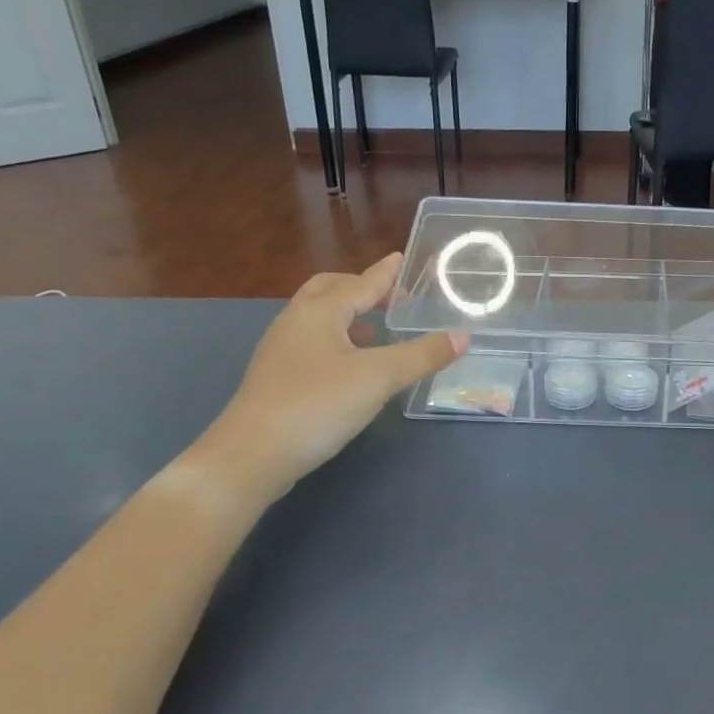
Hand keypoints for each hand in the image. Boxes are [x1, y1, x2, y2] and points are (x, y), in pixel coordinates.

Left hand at [190, 253, 463, 503]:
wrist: (251, 455)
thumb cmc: (317, 404)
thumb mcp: (379, 378)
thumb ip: (422, 355)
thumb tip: (462, 336)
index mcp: (319, 312)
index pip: (360, 283)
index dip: (385, 273)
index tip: (401, 258)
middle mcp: (295, 322)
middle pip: (329, 290)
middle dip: (360, 289)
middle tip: (390, 298)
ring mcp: (281, 350)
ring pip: (318, 318)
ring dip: (347, 316)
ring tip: (376, 332)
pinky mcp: (276, 378)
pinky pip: (312, 343)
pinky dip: (336, 341)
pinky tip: (351, 368)